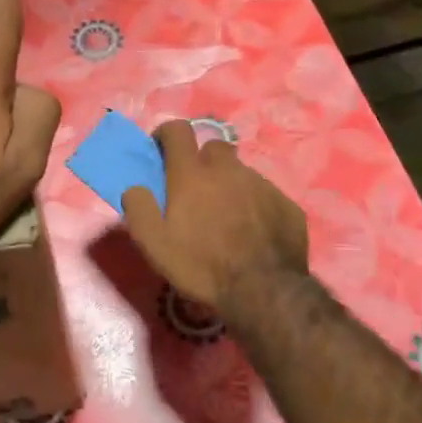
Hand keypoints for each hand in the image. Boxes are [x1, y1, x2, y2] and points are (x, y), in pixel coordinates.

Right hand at [122, 122, 308, 311]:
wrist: (264, 292)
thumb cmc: (201, 266)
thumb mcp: (154, 244)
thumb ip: (138, 208)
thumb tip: (135, 188)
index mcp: (192, 175)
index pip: (178, 130)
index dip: (166, 134)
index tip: (161, 151)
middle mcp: (228, 170)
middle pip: (213, 147)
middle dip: (201, 160)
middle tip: (195, 189)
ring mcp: (261, 185)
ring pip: (240, 172)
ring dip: (228, 184)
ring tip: (225, 216)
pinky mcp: (286, 204)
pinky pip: (264, 194)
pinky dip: (254, 204)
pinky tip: (252, 231)